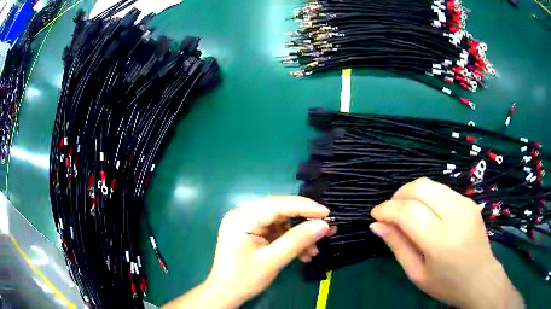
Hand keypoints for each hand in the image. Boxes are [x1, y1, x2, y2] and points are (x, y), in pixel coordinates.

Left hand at [204, 196, 333, 306]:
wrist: (226, 293)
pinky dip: (290, 241)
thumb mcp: (273, 261)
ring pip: (281, 222)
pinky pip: (276, 231)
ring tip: (314, 251)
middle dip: (304, 222)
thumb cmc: (244, 279)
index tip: (327, 214)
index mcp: (242, 218)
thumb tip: (324, 225)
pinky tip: (303, 254)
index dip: (304, 207)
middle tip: (327, 230)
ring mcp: (247, 223)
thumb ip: (297, 241)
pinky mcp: (252, 233)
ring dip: (299, 236)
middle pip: (280, 211)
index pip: (277, 204)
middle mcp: (243, 214)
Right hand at [369, 178, 522, 308]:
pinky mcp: (470, 202)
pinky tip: (426, 211)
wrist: (480, 278)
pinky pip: (443, 190)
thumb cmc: (446, 284)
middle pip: (421, 188)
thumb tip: (377, 225)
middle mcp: (454, 216)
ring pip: (432, 184)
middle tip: (390, 211)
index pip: (408, 212)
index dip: (386, 209)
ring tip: (405, 210)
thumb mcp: (416, 273)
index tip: (375, 215)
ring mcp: (465, 205)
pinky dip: (428, 195)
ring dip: (412, 192)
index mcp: (440, 240)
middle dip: (399, 195)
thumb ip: (397, 246)